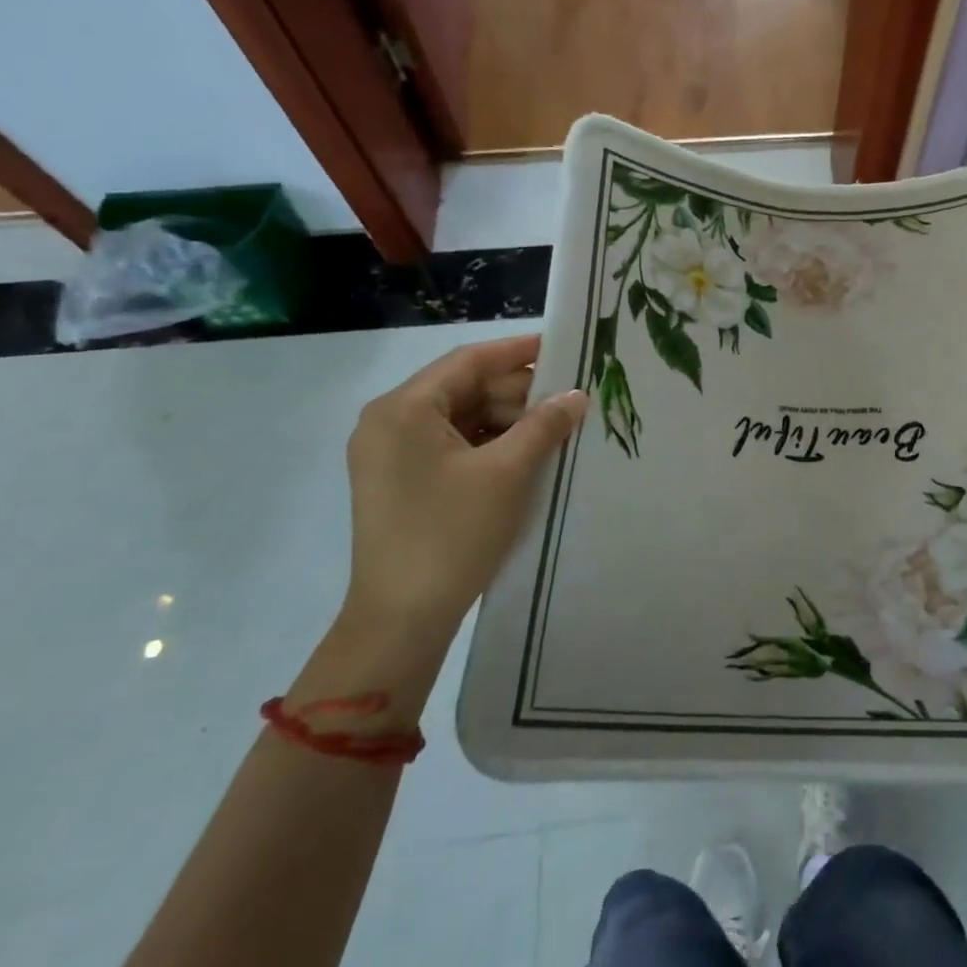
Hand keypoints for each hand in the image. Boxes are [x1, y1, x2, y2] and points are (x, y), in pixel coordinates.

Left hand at [343, 334, 585, 640]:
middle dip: (518, 393)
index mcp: (404, 409)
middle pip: (464, 389)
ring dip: (507, 421)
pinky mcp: (401, 481)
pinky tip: (527, 453)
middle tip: (569, 398)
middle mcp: (390, 422)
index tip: (563, 347)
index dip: (518, 351)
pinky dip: (489, 445)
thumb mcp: (507, 473)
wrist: (401, 618)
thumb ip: (544, 425)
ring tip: (556, 428)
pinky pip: (451, 446)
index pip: (468, 361)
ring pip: (460, 419)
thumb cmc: (451, 533)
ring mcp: (391, 454)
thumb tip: (577, 395)